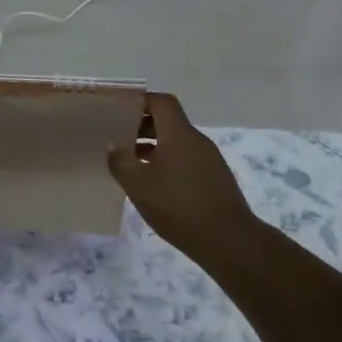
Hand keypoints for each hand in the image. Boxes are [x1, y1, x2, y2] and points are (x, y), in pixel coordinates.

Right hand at [108, 93, 256, 258]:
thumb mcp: (138, 185)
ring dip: (154, 147)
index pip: (161, 102)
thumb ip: (120, 161)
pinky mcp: (214, 179)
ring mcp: (209, 160)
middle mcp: (196, 140)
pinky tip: (153, 184)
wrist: (227, 239)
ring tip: (130, 163)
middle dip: (142, 126)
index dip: (140, 102)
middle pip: (169, 121)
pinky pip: (186, 160)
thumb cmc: (178, 206)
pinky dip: (167, 163)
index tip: (118, 111)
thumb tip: (114, 144)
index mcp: (179, 134)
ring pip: (177, 142)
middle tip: (118, 138)